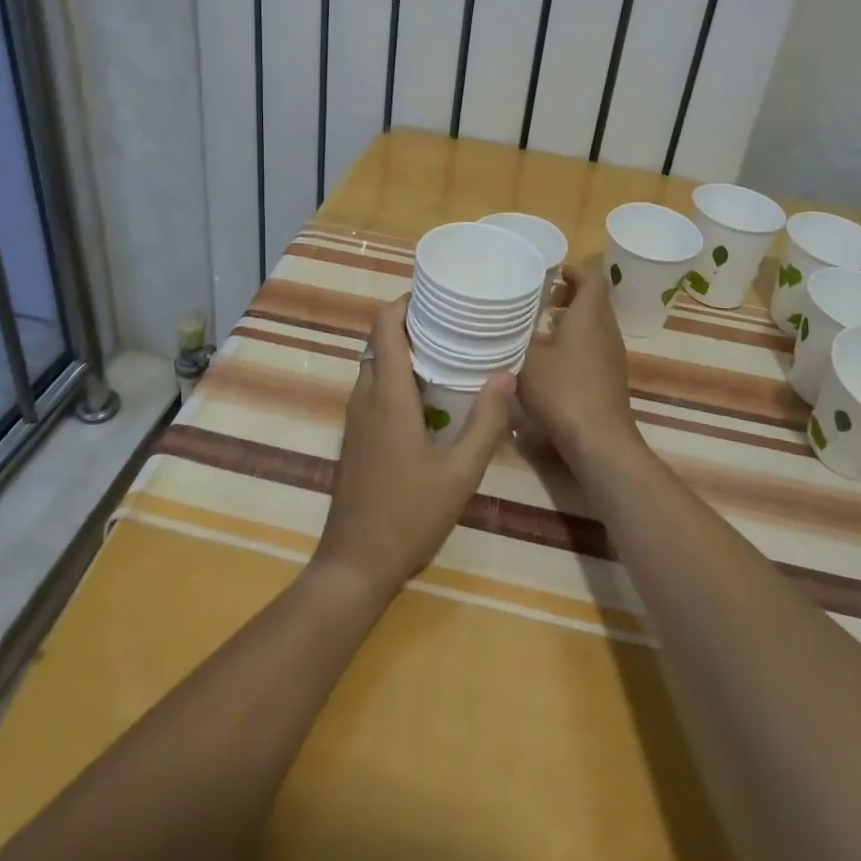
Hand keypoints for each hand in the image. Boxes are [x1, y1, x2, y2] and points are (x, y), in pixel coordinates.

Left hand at [311, 298, 513, 604]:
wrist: (354, 565)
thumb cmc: (408, 516)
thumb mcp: (460, 473)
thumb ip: (486, 422)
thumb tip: (506, 374)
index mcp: (387, 395)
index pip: (384, 326)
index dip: (405, 302)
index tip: (437, 295)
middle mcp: (365, 397)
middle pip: (380, 341)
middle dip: (412, 324)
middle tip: (454, 323)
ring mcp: (356, 418)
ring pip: (376, 365)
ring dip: (405, 351)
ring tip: (448, 352)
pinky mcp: (356, 437)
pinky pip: (374, 389)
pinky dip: (398, 377)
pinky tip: (430, 396)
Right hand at [518, 262, 638, 460]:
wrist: (599, 441)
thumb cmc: (562, 390)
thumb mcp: (527, 359)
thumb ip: (517, 336)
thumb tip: (507, 324)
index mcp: (590, 315)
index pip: (592, 278)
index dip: (574, 271)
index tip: (552, 273)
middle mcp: (606, 329)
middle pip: (594, 301)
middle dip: (570, 296)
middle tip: (542, 301)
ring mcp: (613, 355)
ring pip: (595, 325)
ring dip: (572, 321)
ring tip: (542, 330)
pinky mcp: (611, 378)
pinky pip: (595, 347)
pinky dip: (577, 344)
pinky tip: (553, 362)